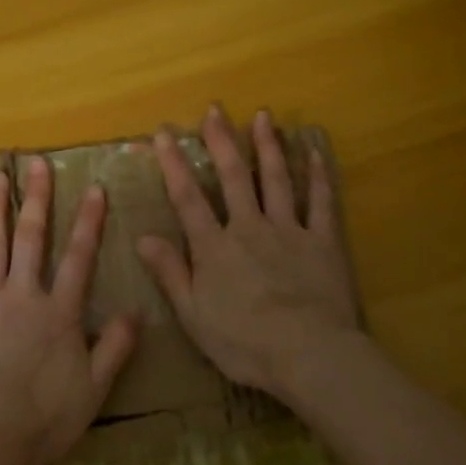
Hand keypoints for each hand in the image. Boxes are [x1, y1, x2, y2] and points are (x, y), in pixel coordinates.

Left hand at [0, 156, 139, 464]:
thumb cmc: (44, 419)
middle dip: (37, 198)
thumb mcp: (94, 388)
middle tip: (37, 163)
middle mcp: (23, 295)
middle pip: (32, 238)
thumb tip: (138, 311)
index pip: (79, 257)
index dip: (88, 221)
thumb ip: (116, 347)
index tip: (94, 188)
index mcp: (59, 312)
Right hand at [135, 105, 363, 401]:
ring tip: (262, 116)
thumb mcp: (194, 315)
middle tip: (214, 109)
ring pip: (277, 179)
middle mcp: (249, 228)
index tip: (163, 133)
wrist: (309, 355)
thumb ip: (170, 273)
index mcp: (215, 248)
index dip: (174, 164)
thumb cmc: (244, 342)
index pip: (188, 198)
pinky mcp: (323, 242)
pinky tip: (314, 151)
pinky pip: (321, 202)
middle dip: (221, 141)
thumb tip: (142, 237)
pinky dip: (318, 174)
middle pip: (234, 177)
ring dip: (267, 146)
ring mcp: (289, 231)